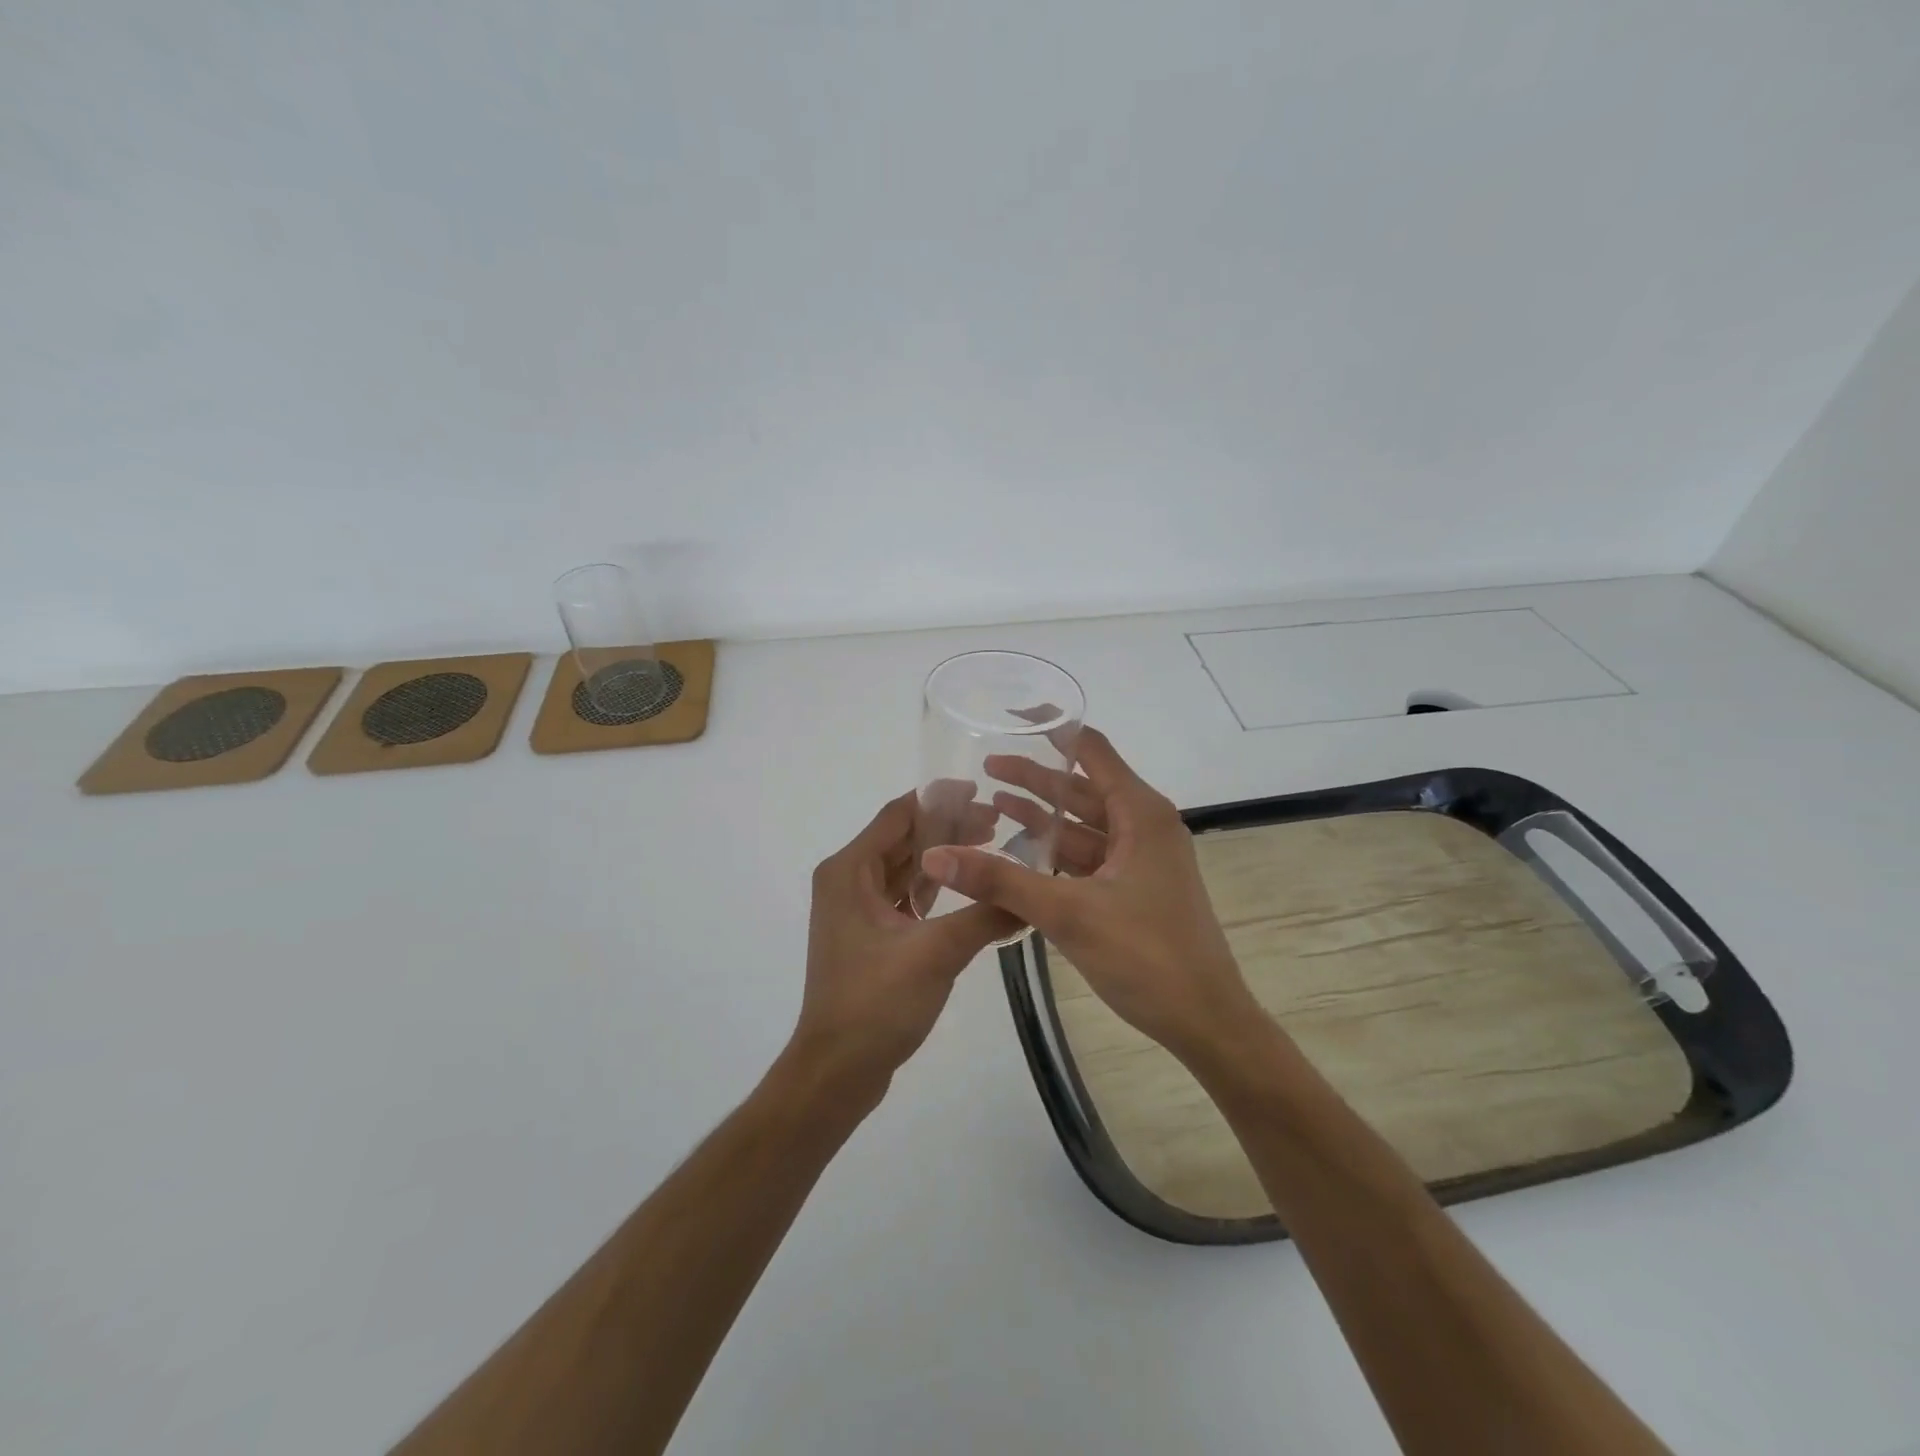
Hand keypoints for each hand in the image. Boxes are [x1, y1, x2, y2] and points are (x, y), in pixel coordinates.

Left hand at [789, 792, 1020, 1099]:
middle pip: (902, 839)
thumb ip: (985, 916)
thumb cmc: (876, 1003)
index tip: (982, 794)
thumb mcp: (936, 953)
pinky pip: (903, 897)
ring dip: (943, 859)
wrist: (837, 1071)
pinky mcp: (868, 936)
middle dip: (948, 829)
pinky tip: (968, 893)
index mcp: (849, 871)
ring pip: (904, 869)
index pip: (898, 816)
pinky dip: (933, 890)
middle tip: (998, 826)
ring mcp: (855, 910)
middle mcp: (847, 882)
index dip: (939, 800)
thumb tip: (1032, 894)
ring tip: (990, 851)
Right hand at [919, 728, 1263, 1061]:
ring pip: (1084, 825)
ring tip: (992, 804)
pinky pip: (1089, 857)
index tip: (1013, 716)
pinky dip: (1057, 852)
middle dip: (1035, 778)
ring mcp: (1141, 860)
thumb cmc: (1146, 955)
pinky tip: (1021, 854)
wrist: (1205, 1020)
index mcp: (1140, 814)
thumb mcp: (1067, 913)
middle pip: (1082, 788)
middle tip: (986, 766)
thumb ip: (1000, 880)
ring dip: (1043, 816)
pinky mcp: (1135, 889)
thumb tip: (935, 855)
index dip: (1053, 729)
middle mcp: (1143, 826)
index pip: (1092, 749)